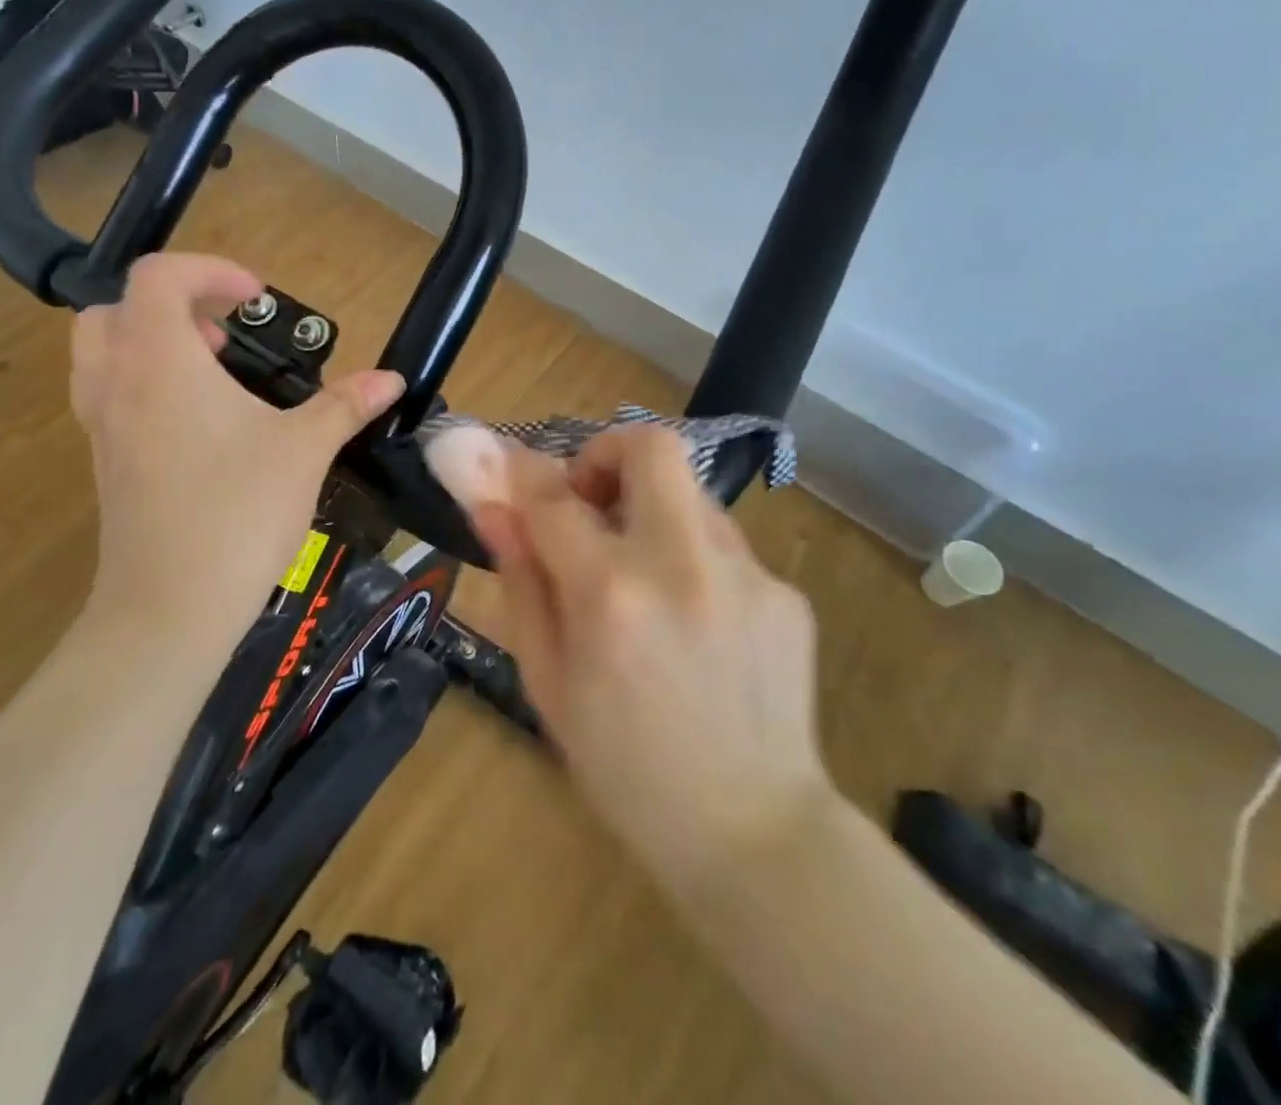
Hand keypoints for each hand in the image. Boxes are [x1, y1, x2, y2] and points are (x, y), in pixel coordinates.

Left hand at [71, 254, 403, 648]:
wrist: (170, 607)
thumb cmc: (238, 512)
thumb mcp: (303, 450)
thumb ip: (344, 405)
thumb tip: (392, 379)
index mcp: (160, 360)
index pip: (158, 277)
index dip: (209, 271)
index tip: (257, 299)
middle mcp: (117, 381)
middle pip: (116, 309)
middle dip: (172, 306)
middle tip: (224, 336)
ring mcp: (101, 425)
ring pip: (102, 353)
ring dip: (152, 344)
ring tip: (211, 375)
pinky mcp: (104, 463)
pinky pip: (109, 396)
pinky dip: (145, 385)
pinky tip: (200, 427)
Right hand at [471, 427, 828, 892]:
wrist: (754, 835)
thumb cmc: (624, 769)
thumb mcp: (547, 682)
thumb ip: (521, 581)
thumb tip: (493, 508)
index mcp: (611, 594)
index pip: (553, 494)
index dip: (519, 468)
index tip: (506, 464)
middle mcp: (683, 563)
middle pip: (650, 446)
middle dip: (607, 454)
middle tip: (591, 501)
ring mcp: (747, 573)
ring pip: (689, 492)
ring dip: (651, 511)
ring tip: (642, 579)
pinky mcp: (787, 592)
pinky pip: (723, 544)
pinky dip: (691, 558)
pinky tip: (693, 624)